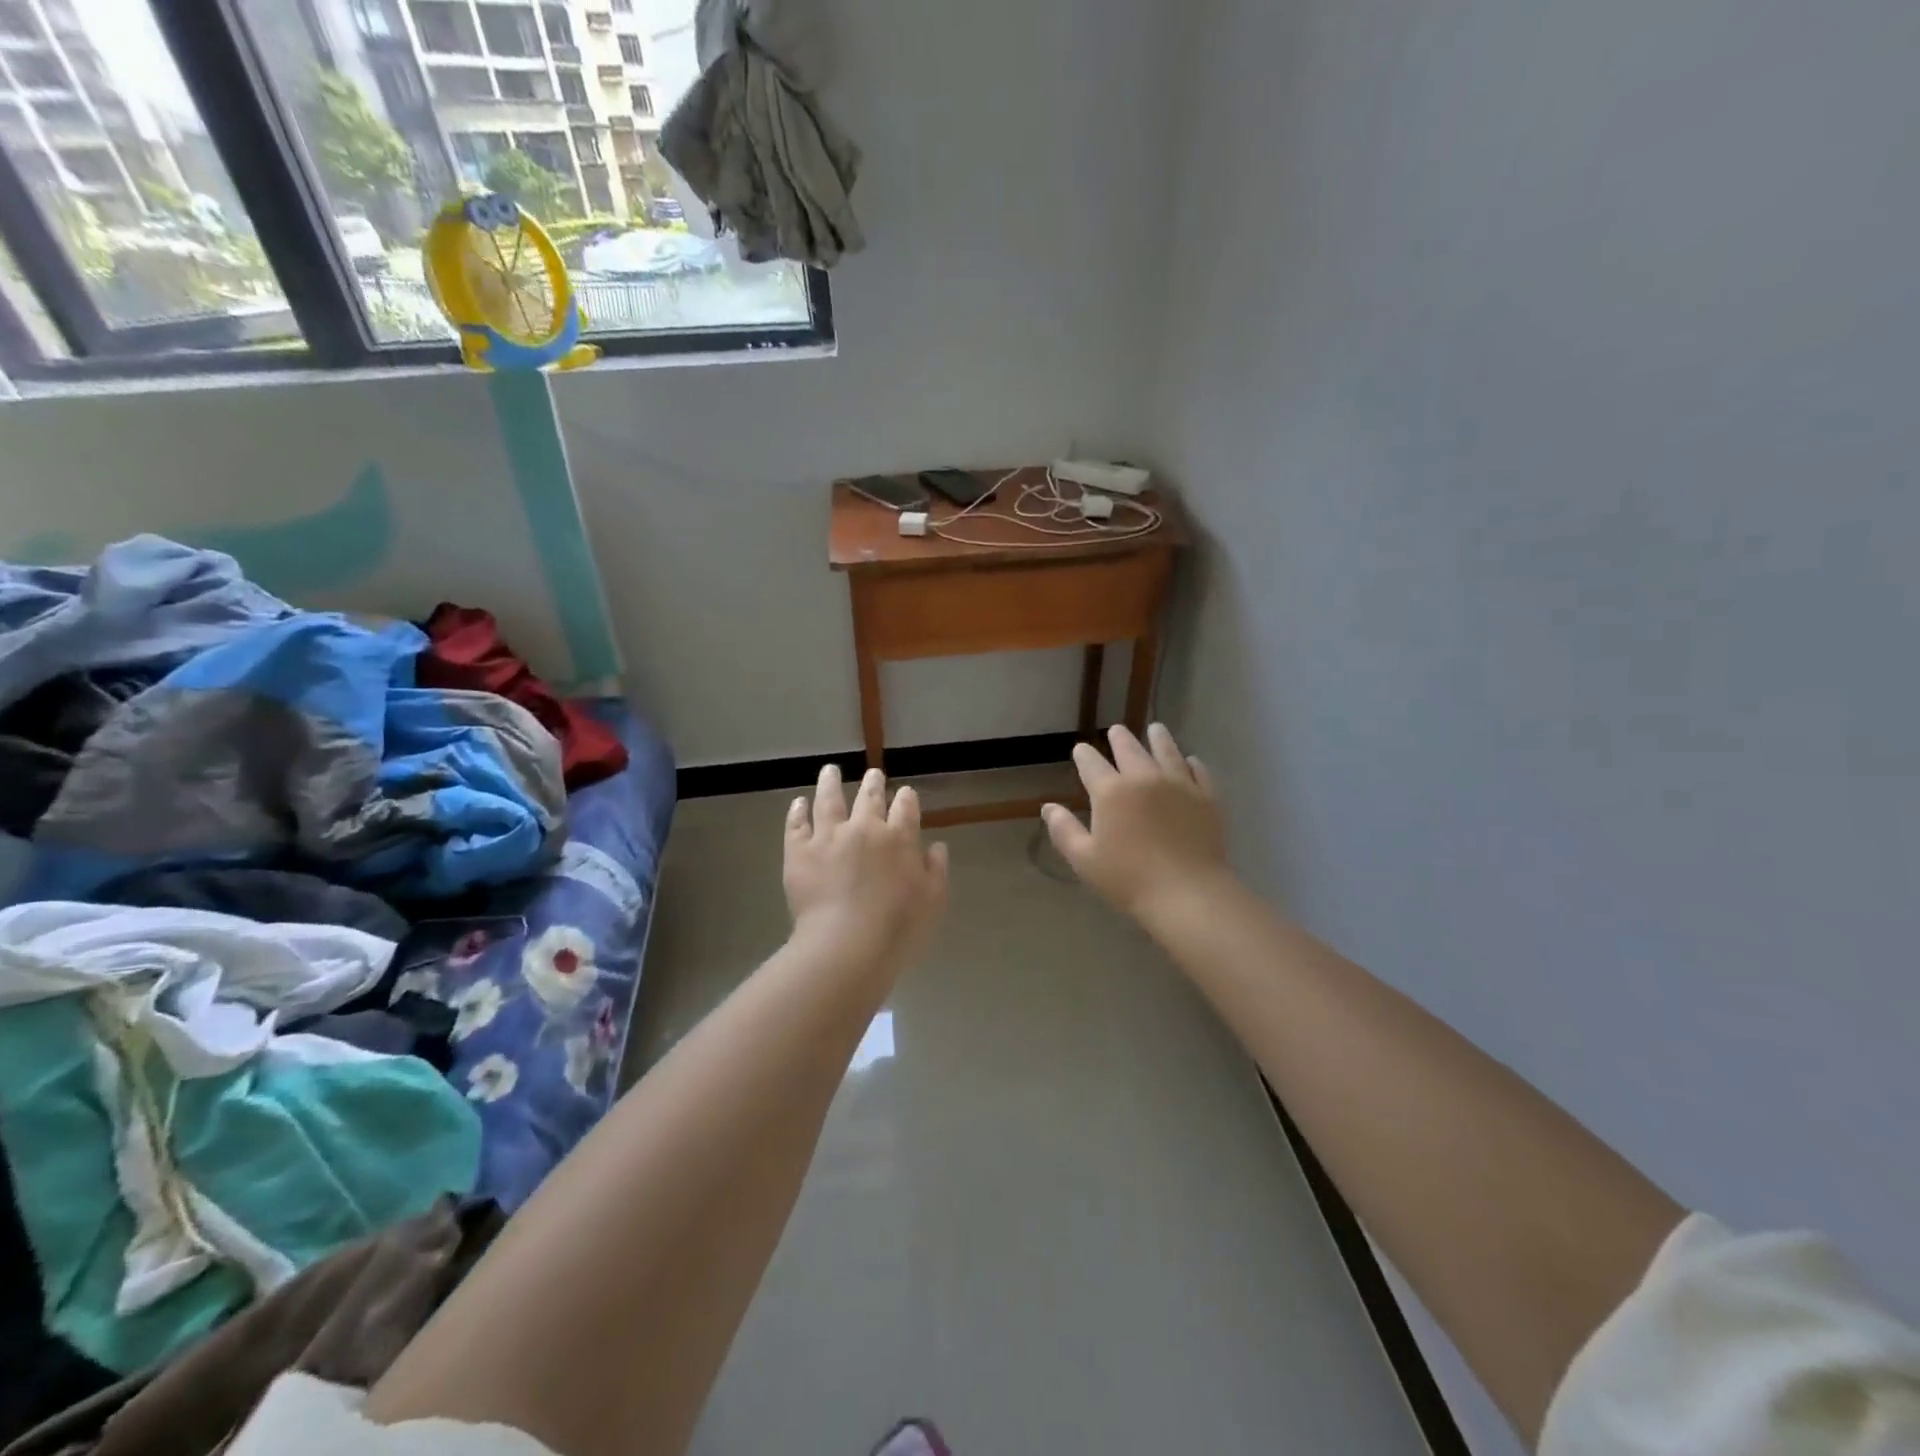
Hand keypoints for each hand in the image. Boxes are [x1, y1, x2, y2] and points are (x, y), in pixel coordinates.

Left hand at [784, 764, 949, 968]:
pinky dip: (798, 811)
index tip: (905, 793)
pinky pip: (797, 824)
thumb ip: (936, 870)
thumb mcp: (933, 901)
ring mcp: (828, 837)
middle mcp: (864, 828)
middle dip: (872, 784)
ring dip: (830, 783)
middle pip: (869, 798)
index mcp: (899, 838)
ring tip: (830, 770)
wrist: (846, 944)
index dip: (906, 798)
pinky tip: (798, 802)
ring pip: (829, 800)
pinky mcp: (799, 852)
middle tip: (872, 774)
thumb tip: (936, 847)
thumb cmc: (897, 928)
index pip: (905, 807)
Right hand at [1043, 724, 1232, 922]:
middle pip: (1129, 749)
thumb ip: (1064, 830)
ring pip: (1167, 751)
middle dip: (1119, 738)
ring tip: (1155, 729)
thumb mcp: (1085, 860)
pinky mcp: (1206, 797)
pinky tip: (1190, 760)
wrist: (1188, 894)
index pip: (1091, 763)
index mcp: (1111, 792)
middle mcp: (1144, 778)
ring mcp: (1179, 784)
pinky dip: (1191, 762)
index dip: (1083, 754)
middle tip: (1116, 730)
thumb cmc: (1129, 880)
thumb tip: (1048, 807)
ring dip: (1158, 738)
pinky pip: (1198, 771)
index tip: (1080, 750)